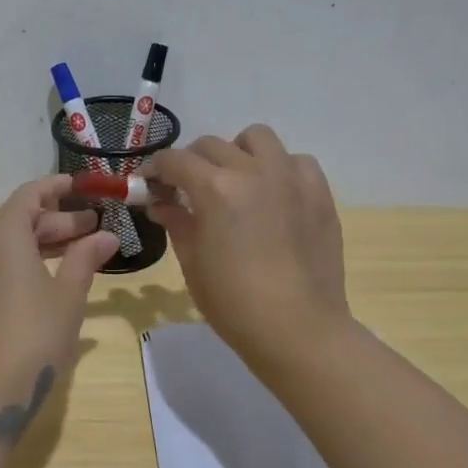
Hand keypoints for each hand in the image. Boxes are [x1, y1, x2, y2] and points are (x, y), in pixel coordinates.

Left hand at [0, 176, 118, 383]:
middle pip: (20, 220)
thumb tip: (106, 236)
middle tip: (94, 229)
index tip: (82, 187)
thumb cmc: (33, 335)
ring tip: (79, 255)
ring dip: (43, 245)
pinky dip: (25, 265)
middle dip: (58, 221)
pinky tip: (51, 284)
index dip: (57, 187)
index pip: (30, 195)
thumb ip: (85, 259)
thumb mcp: (68, 295)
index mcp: (2, 235)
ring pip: (8, 246)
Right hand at [144, 126, 351, 376]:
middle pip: (211, 145)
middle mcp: (252, 171)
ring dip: (237, 152)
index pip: (174, 160)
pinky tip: (273, 194)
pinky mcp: (319, 192)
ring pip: (257, 138)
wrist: (298, 330)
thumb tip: (162, 204)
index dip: (155, 169)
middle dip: (191, 163)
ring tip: (234, 180)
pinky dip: (279, 168)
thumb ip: (177, 223)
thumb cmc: (234, 303)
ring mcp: (290, 177)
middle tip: (187, 189)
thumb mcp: (192, 263)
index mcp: (215, 189)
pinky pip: (296, 161)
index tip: (149, 184)